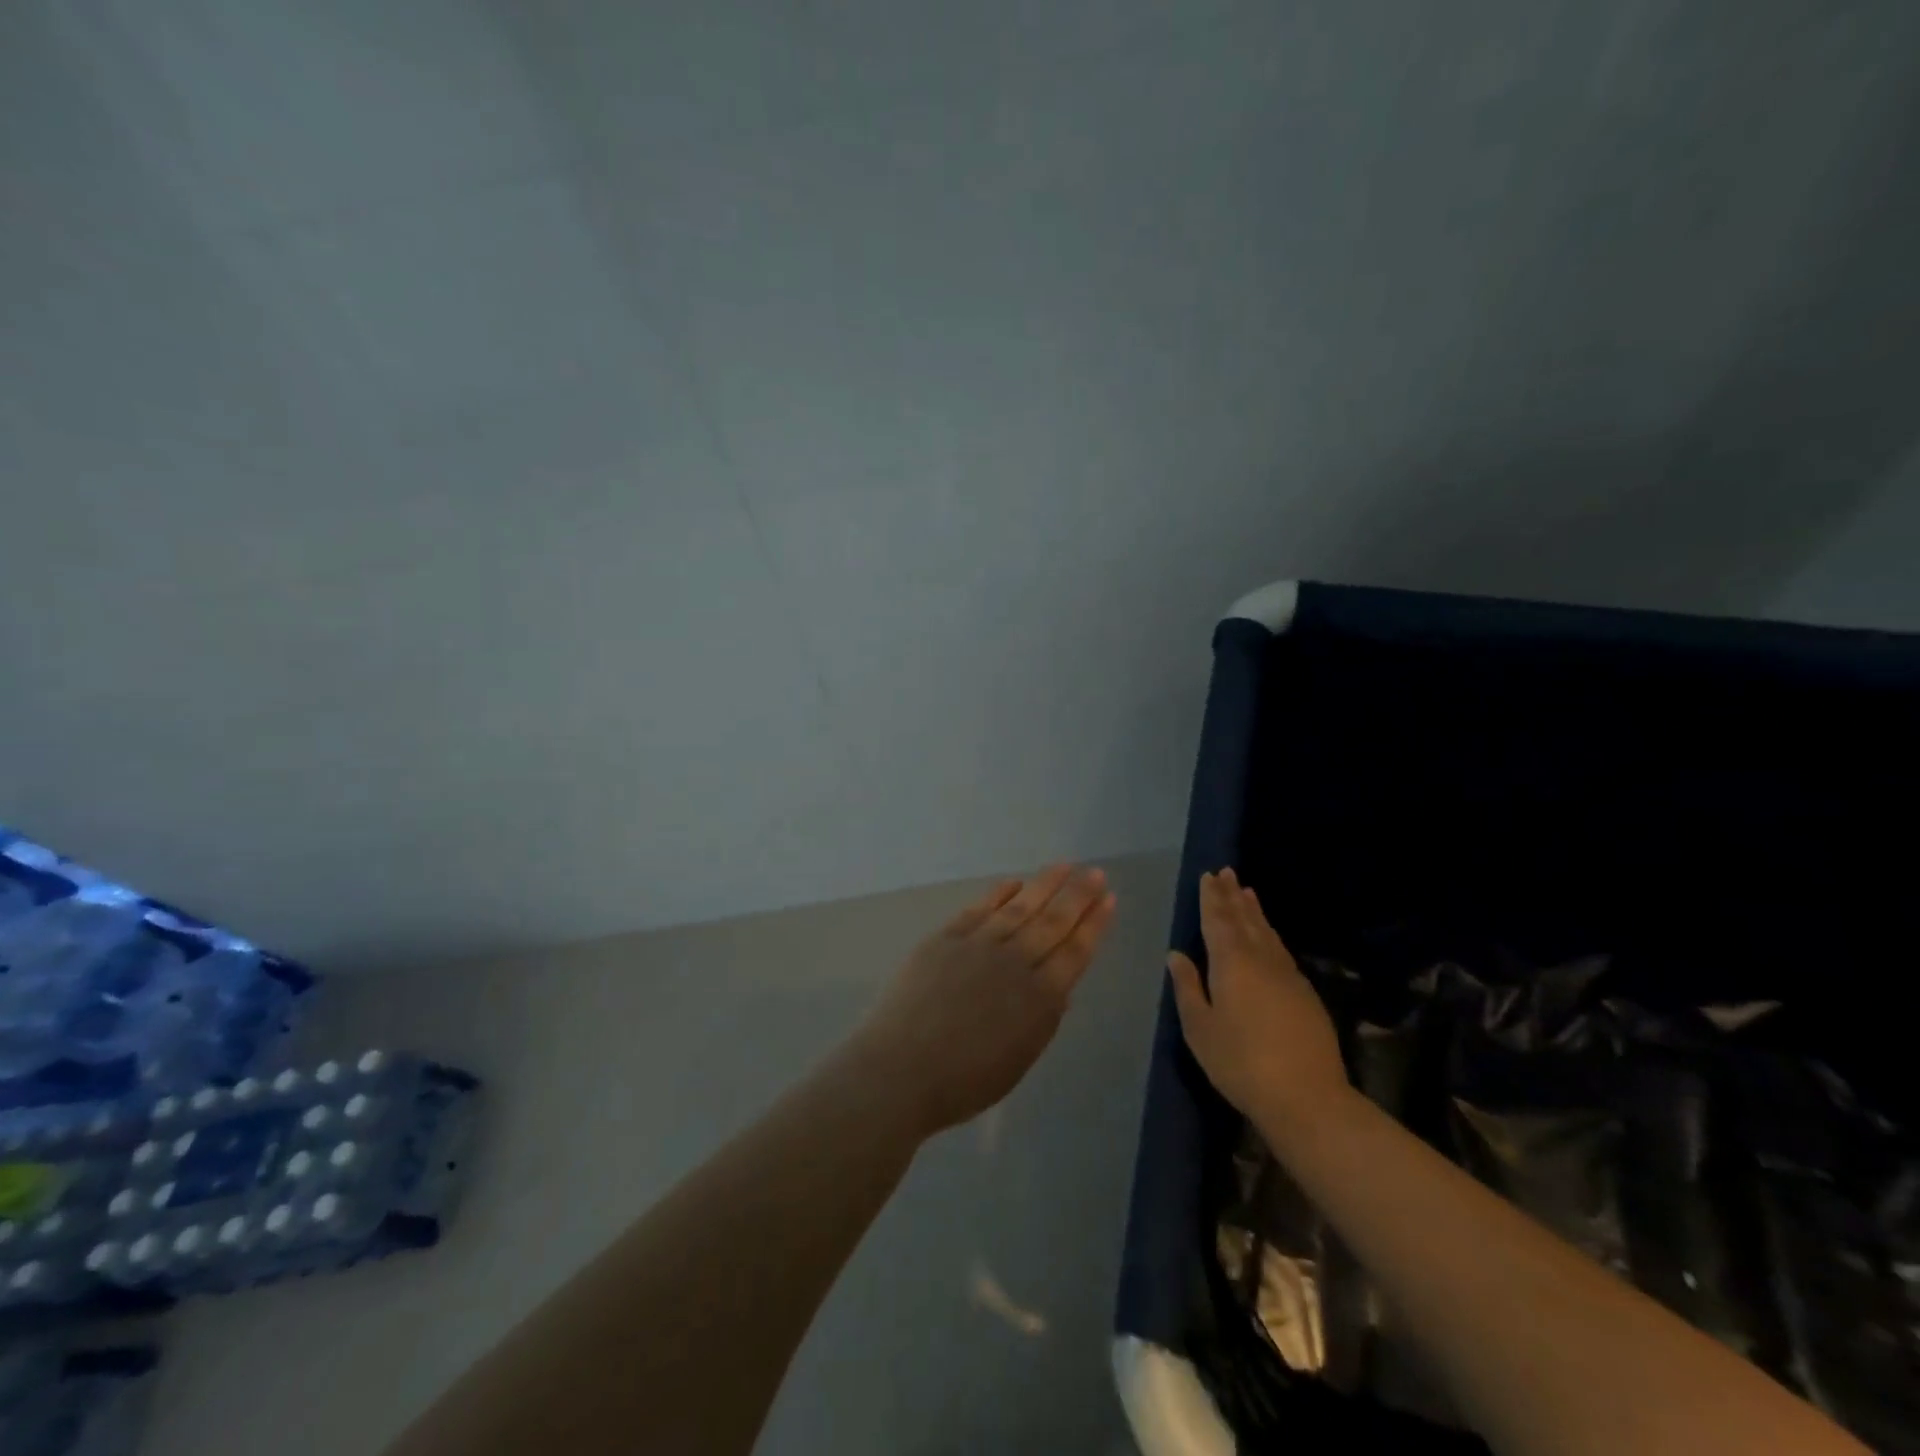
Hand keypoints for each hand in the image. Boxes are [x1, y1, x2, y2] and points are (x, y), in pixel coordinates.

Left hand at [851, 864, 1116, 1137]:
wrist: (901, 1069)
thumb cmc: (963, 1081)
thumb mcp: (1018, 1061)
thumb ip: (1043, 1021)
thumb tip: (1060, 988)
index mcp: (1039, 999)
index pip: (1075, 952)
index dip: (1094, 925)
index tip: (1109, 899)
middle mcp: (1014, 962)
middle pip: (1053, 922)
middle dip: (1078, 896)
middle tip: (1095, 872)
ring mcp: (978, 945)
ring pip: (1020, 907)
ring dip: (1044, 885)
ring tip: (1064, 865)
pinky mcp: (946, 937)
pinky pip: (979, 909)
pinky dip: (999, 894)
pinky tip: (1014, 883)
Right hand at [1167, 867, 1347, 1125]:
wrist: (1307, 1097)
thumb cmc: (1240, 1062)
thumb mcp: (1200, 1028)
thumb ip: (1188, 988)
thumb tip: (1177, 955)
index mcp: (1231, 963)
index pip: (1217, 920)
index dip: (1211, 897)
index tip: (1208, 876)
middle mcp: (1260, 959)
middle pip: (1244, 919)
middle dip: (1232, 895)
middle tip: (1227, 871)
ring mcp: (1288, 975)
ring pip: (1267, 932)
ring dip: (1254, 911)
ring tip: (1247, 892)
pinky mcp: (1305, 993)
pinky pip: (1280, 949)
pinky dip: (1270, 933)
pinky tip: (1268, 936)